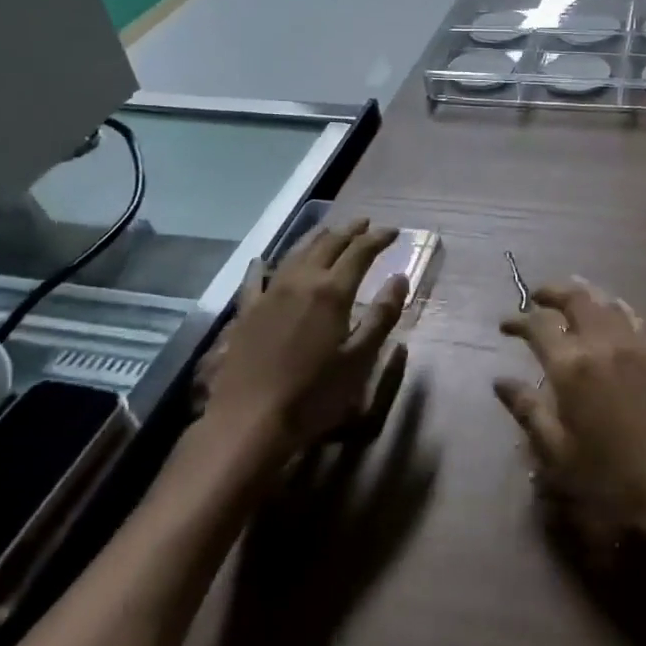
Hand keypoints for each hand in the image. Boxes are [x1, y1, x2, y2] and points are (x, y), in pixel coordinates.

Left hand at [197, 219, 408, 459]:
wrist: (250, 421)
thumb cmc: (314, 394)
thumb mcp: (360, 358)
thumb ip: (382, 315)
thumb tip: (400, 277)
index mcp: (332, 291)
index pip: (360, 252)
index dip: (378, 238)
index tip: (394, 231)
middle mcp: (301, 281)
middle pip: (328, 245)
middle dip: (349, 231)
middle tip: (365, 224)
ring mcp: (269, 294)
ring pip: (295, 254)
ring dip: (316, 239)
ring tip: (329, 231)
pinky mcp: (246, 313)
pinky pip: (254, 280)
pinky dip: (262, 266)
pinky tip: (261, 260)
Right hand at [494, 278, 645, 545]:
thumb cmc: (611, 478)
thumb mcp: (558, 453)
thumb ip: (528, 411)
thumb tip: (500, 382)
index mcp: (572, 367)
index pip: (539, 325)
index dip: (518, 320)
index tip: (505, 326)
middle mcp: (601, 344)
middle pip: (575, 298)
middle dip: (551, 292)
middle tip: (536, 298)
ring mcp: (633, 345)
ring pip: (604, 300)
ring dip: (582, 294)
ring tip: (568, 300)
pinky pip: (630, 315)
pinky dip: (612, 306)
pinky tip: (609, 314)